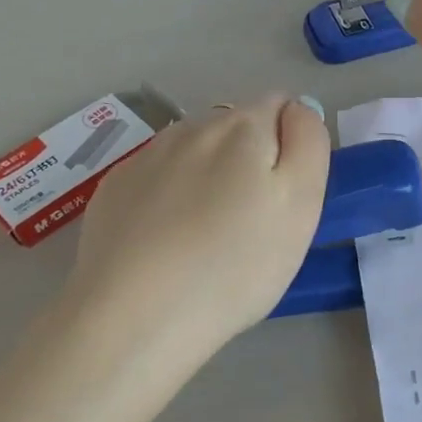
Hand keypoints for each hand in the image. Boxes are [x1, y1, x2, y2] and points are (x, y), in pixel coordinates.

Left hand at [68, 95, 329, 358]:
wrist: (134, 315)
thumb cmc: (234, 265)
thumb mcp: (301, 205)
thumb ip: (308, 143)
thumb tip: (297, 109)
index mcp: (243, 126)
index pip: (281, 106)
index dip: (292, 146)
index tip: (285, 197)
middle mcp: (191, 127)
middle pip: (235, 127)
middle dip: (249, 160)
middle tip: (252, 223)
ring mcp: (145, 157)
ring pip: (193, 151)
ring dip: (208, 175)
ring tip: (206, 234)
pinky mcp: (113, 190)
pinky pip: (156, 179)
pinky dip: (169, 197)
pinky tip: (166, 241)